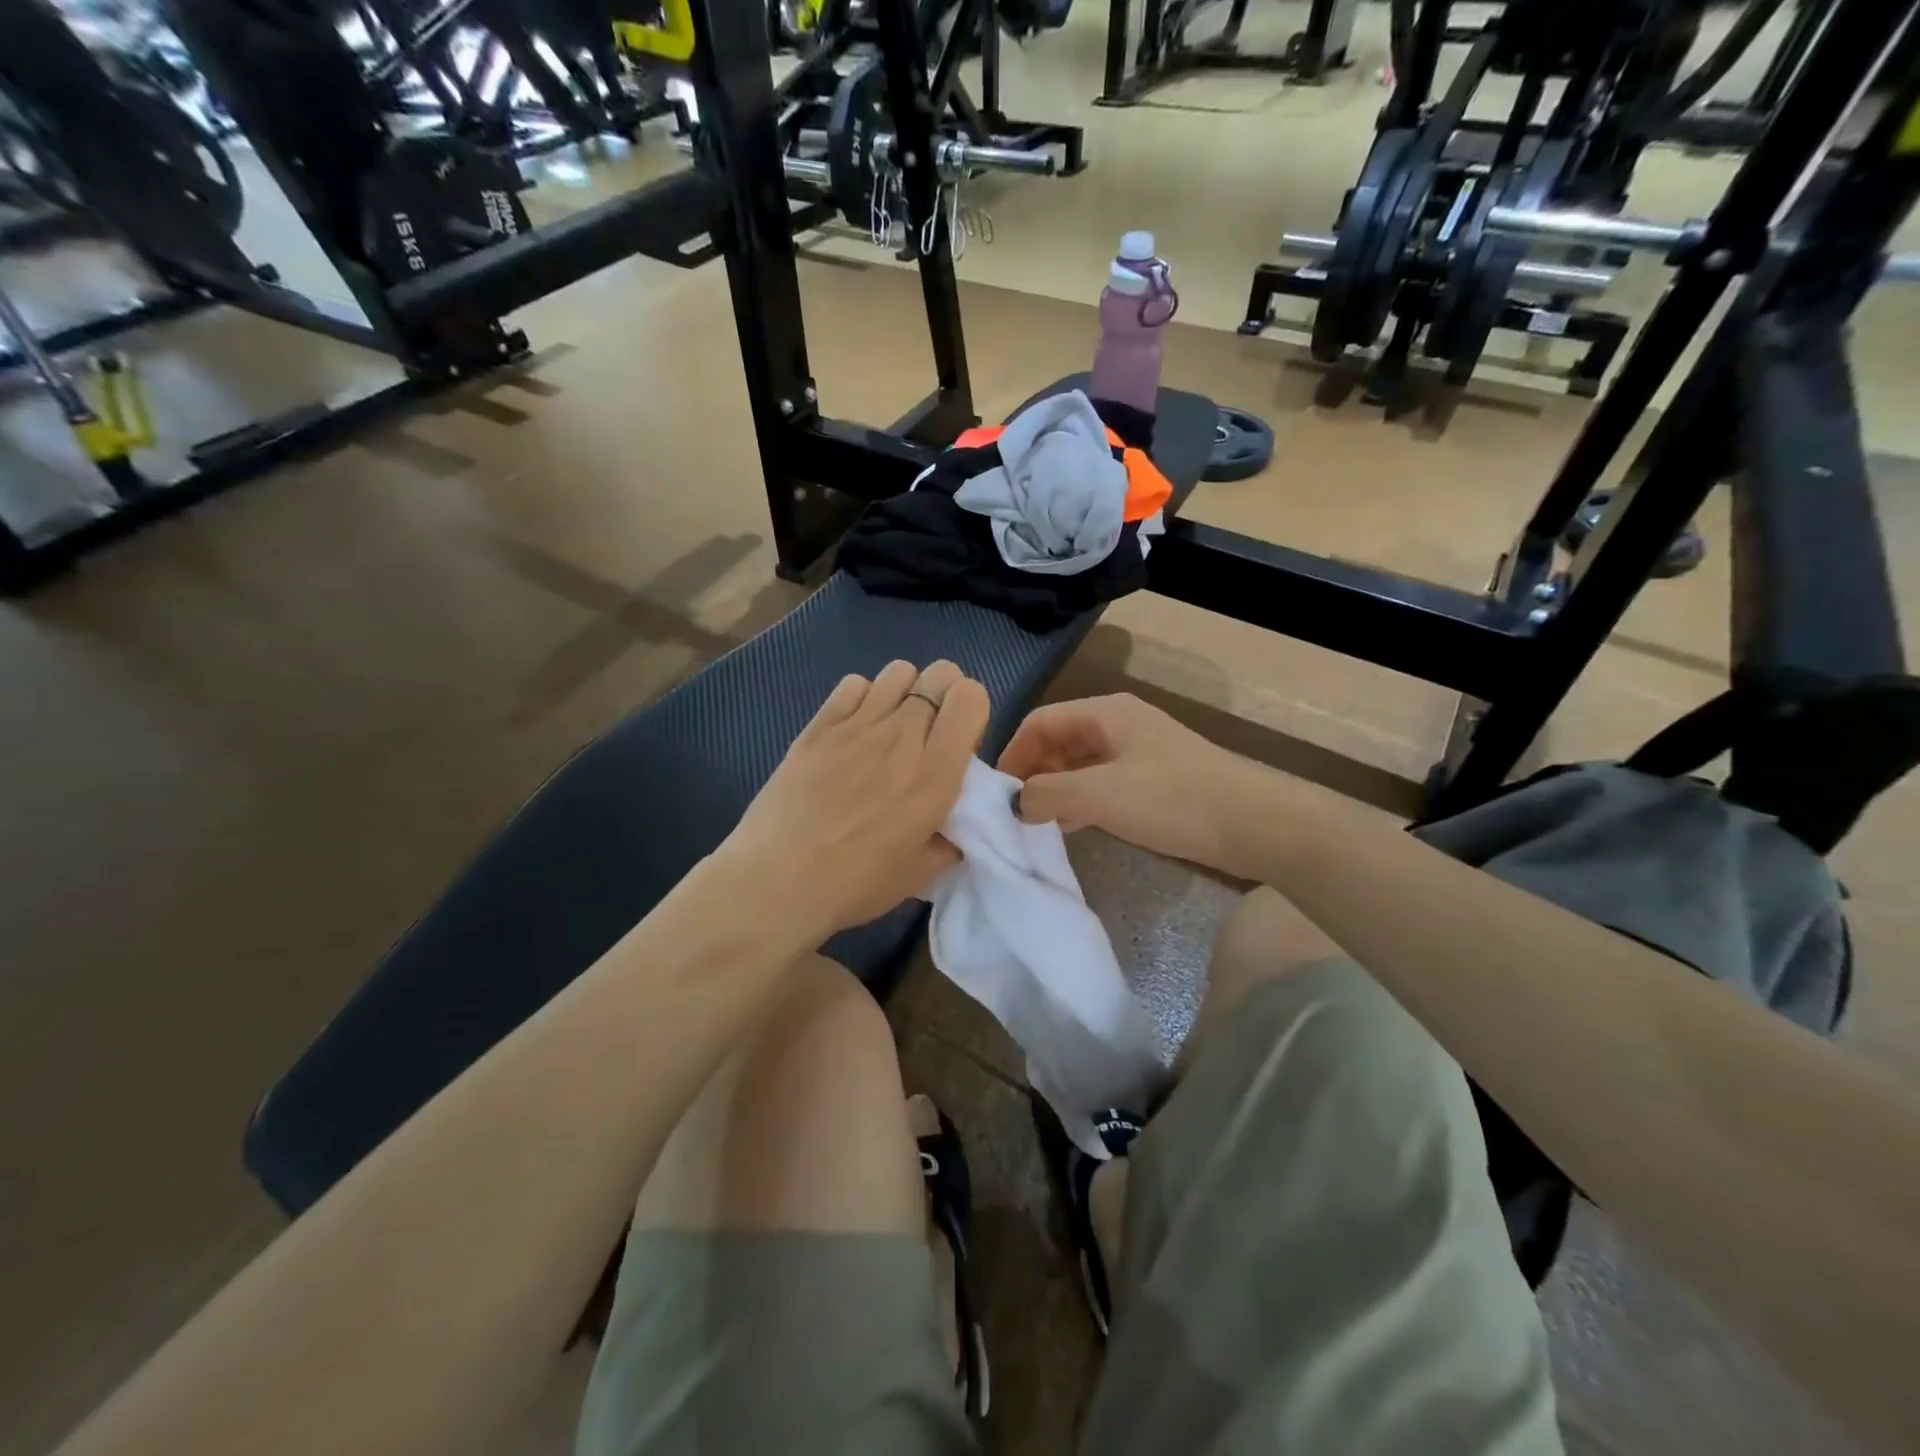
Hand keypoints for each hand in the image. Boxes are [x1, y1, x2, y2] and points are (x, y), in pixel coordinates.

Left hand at [724, 660, 989, 944]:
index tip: (958, 742)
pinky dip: (862, 697)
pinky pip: (853, 684)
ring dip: (905, 692)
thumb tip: (954, 828)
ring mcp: (857, 725)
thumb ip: (948, 842)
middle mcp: (902, 737)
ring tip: (891, 727)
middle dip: (944, 695)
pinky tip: (853, 730)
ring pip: (898, 671)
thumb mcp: (919, 874)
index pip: (971, 697)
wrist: (776, 882)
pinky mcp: (818, 726)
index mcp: (935, 774)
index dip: (971, 710)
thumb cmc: (853, 884)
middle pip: (940, 673)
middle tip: (929, 732)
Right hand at [997, 694, 1263, 873]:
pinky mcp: (1156, 781)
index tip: (996, 793)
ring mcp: (1140, 752)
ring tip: (1037, 823)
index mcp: (1104, 713)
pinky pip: (1103, 783)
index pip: (1040, 721)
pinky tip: (1074, 826)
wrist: (1257, 823)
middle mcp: (1119, 724)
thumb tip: (1016, 801)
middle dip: (1033, 772)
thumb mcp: (1100, 794)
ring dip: (1056, 789)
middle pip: (1059, 740)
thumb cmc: (1173, 799)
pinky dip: (1082, 800)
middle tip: (1015, 812)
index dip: (1013, 753)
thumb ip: (1048, 793)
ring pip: (1081, 764)